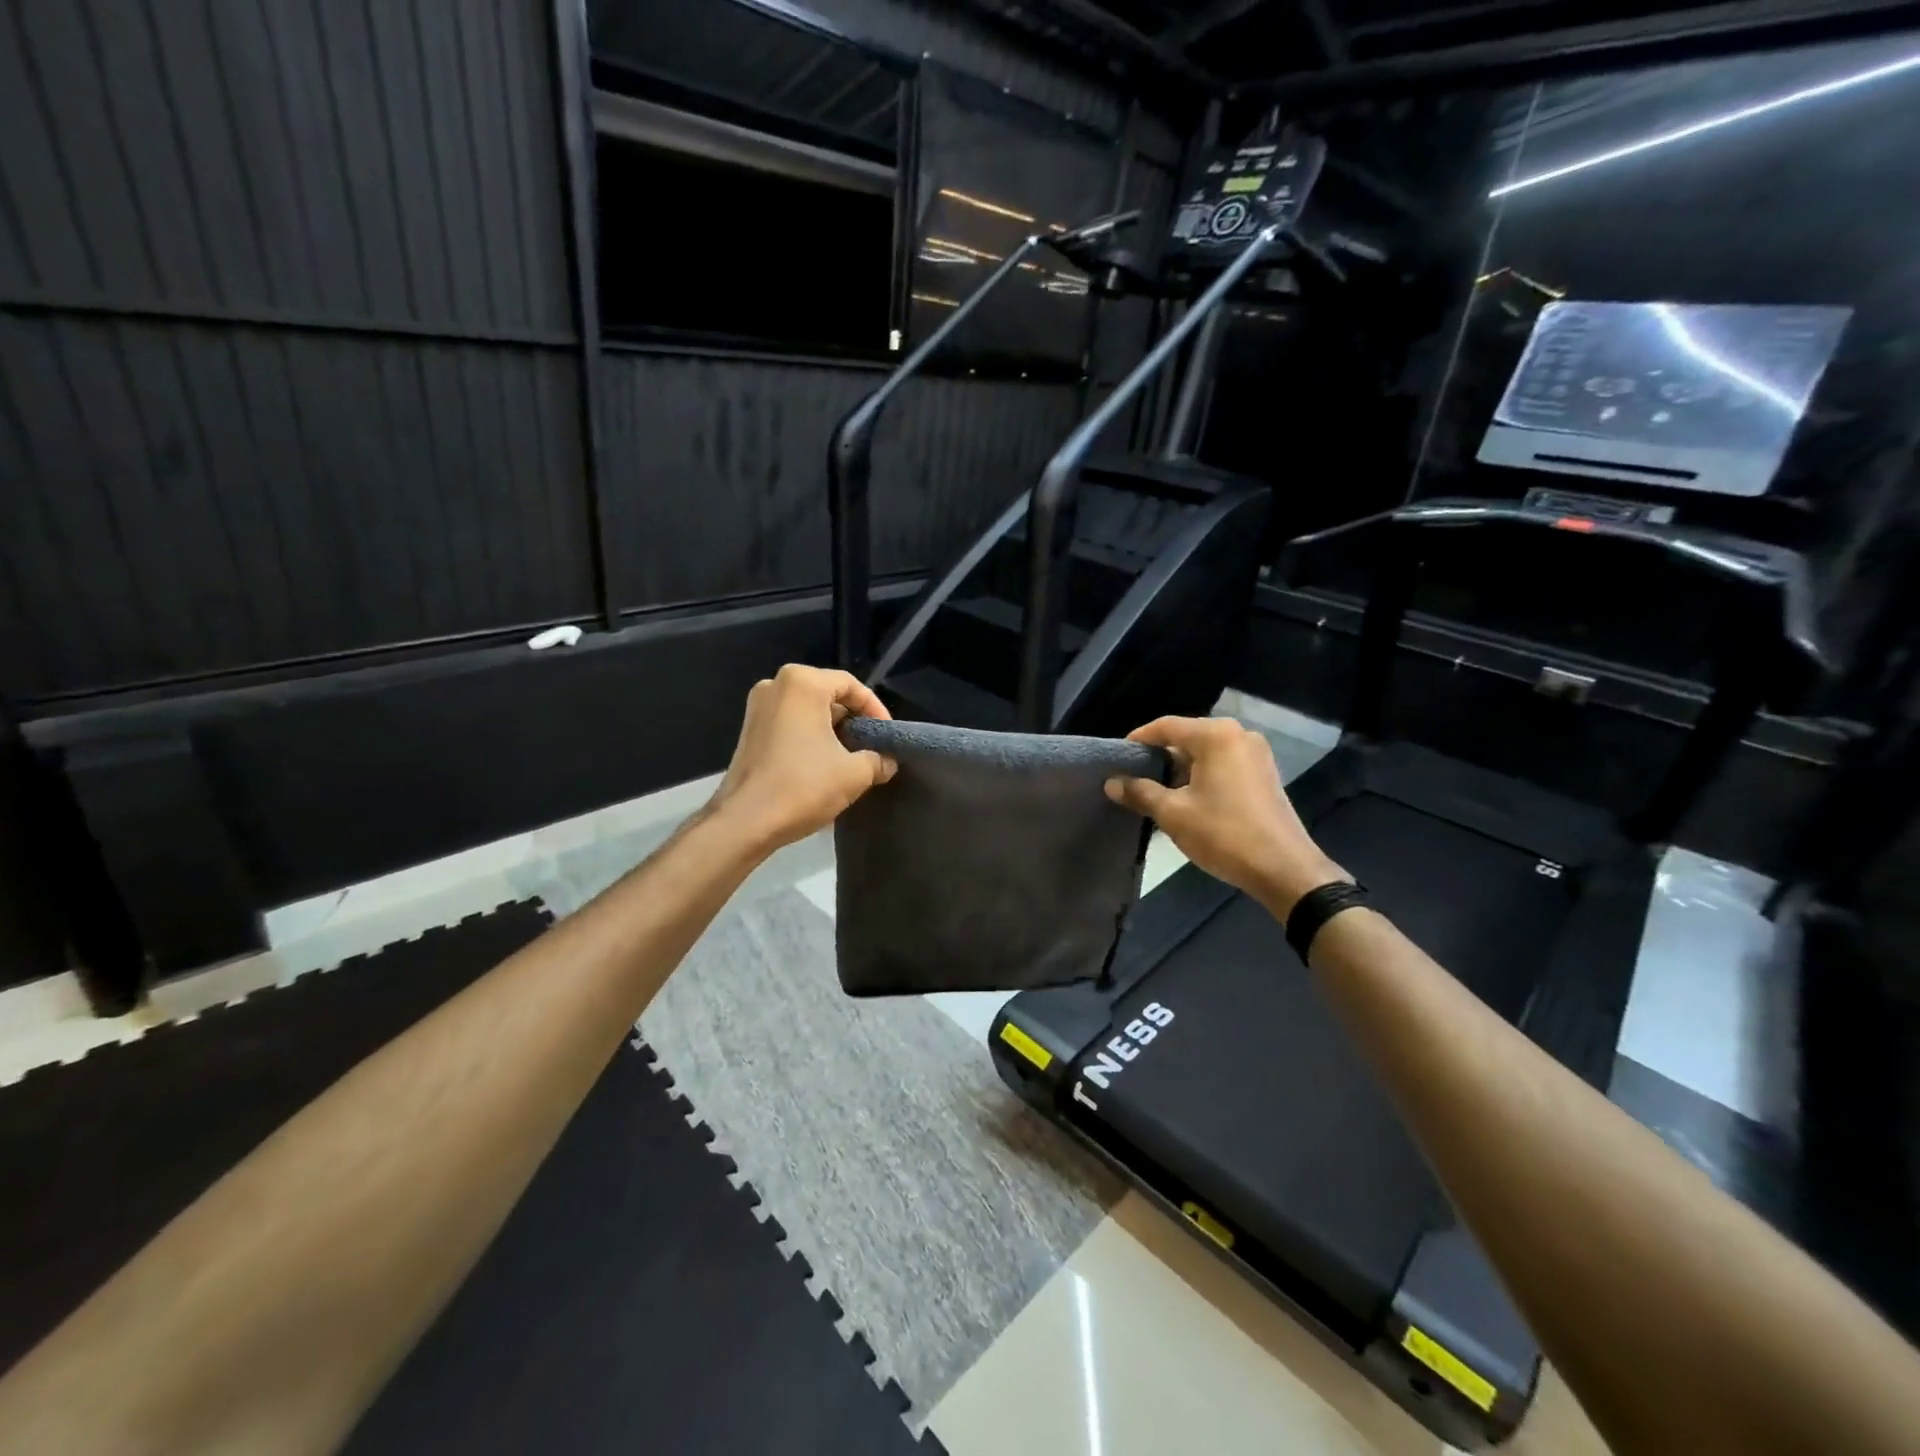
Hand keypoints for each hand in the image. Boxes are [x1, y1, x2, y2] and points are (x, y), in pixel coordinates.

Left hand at [707, 665, 897, 852]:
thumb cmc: (802, 786)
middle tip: (872, 747)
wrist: (745, 822)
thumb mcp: (854, 774)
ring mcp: (757, 707)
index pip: (851, 685)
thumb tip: (888, 761)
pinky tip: (823, 764)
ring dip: (832, 731)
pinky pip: (790, 723)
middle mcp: (775, 685)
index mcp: (802, 683)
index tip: (887, 737)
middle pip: (828, 694)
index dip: (875, 710)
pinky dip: (810, 737)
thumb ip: (879, 760)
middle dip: (853, 720)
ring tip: (851, 759)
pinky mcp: (749, 730)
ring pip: (808, 710)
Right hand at [1104, 716, 1346, 916]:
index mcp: (1216, 735)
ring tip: (1154, 790)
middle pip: (1187, 737)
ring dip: (1180, 768)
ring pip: (1205, 752)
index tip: (1116, 758)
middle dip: (1159, 756)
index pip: (1166, 726)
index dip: (1138, 740)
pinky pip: (1223, 764)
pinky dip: (1202, 775)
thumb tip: (1111, 783)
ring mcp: (1256, 754)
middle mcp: (1238, 735)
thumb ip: (1140, 793)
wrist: (1284, 869)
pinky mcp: (1264, 774)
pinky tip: (1186, 798)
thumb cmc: (1224, 834)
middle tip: (1132, 776)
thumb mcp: (1174, 814)